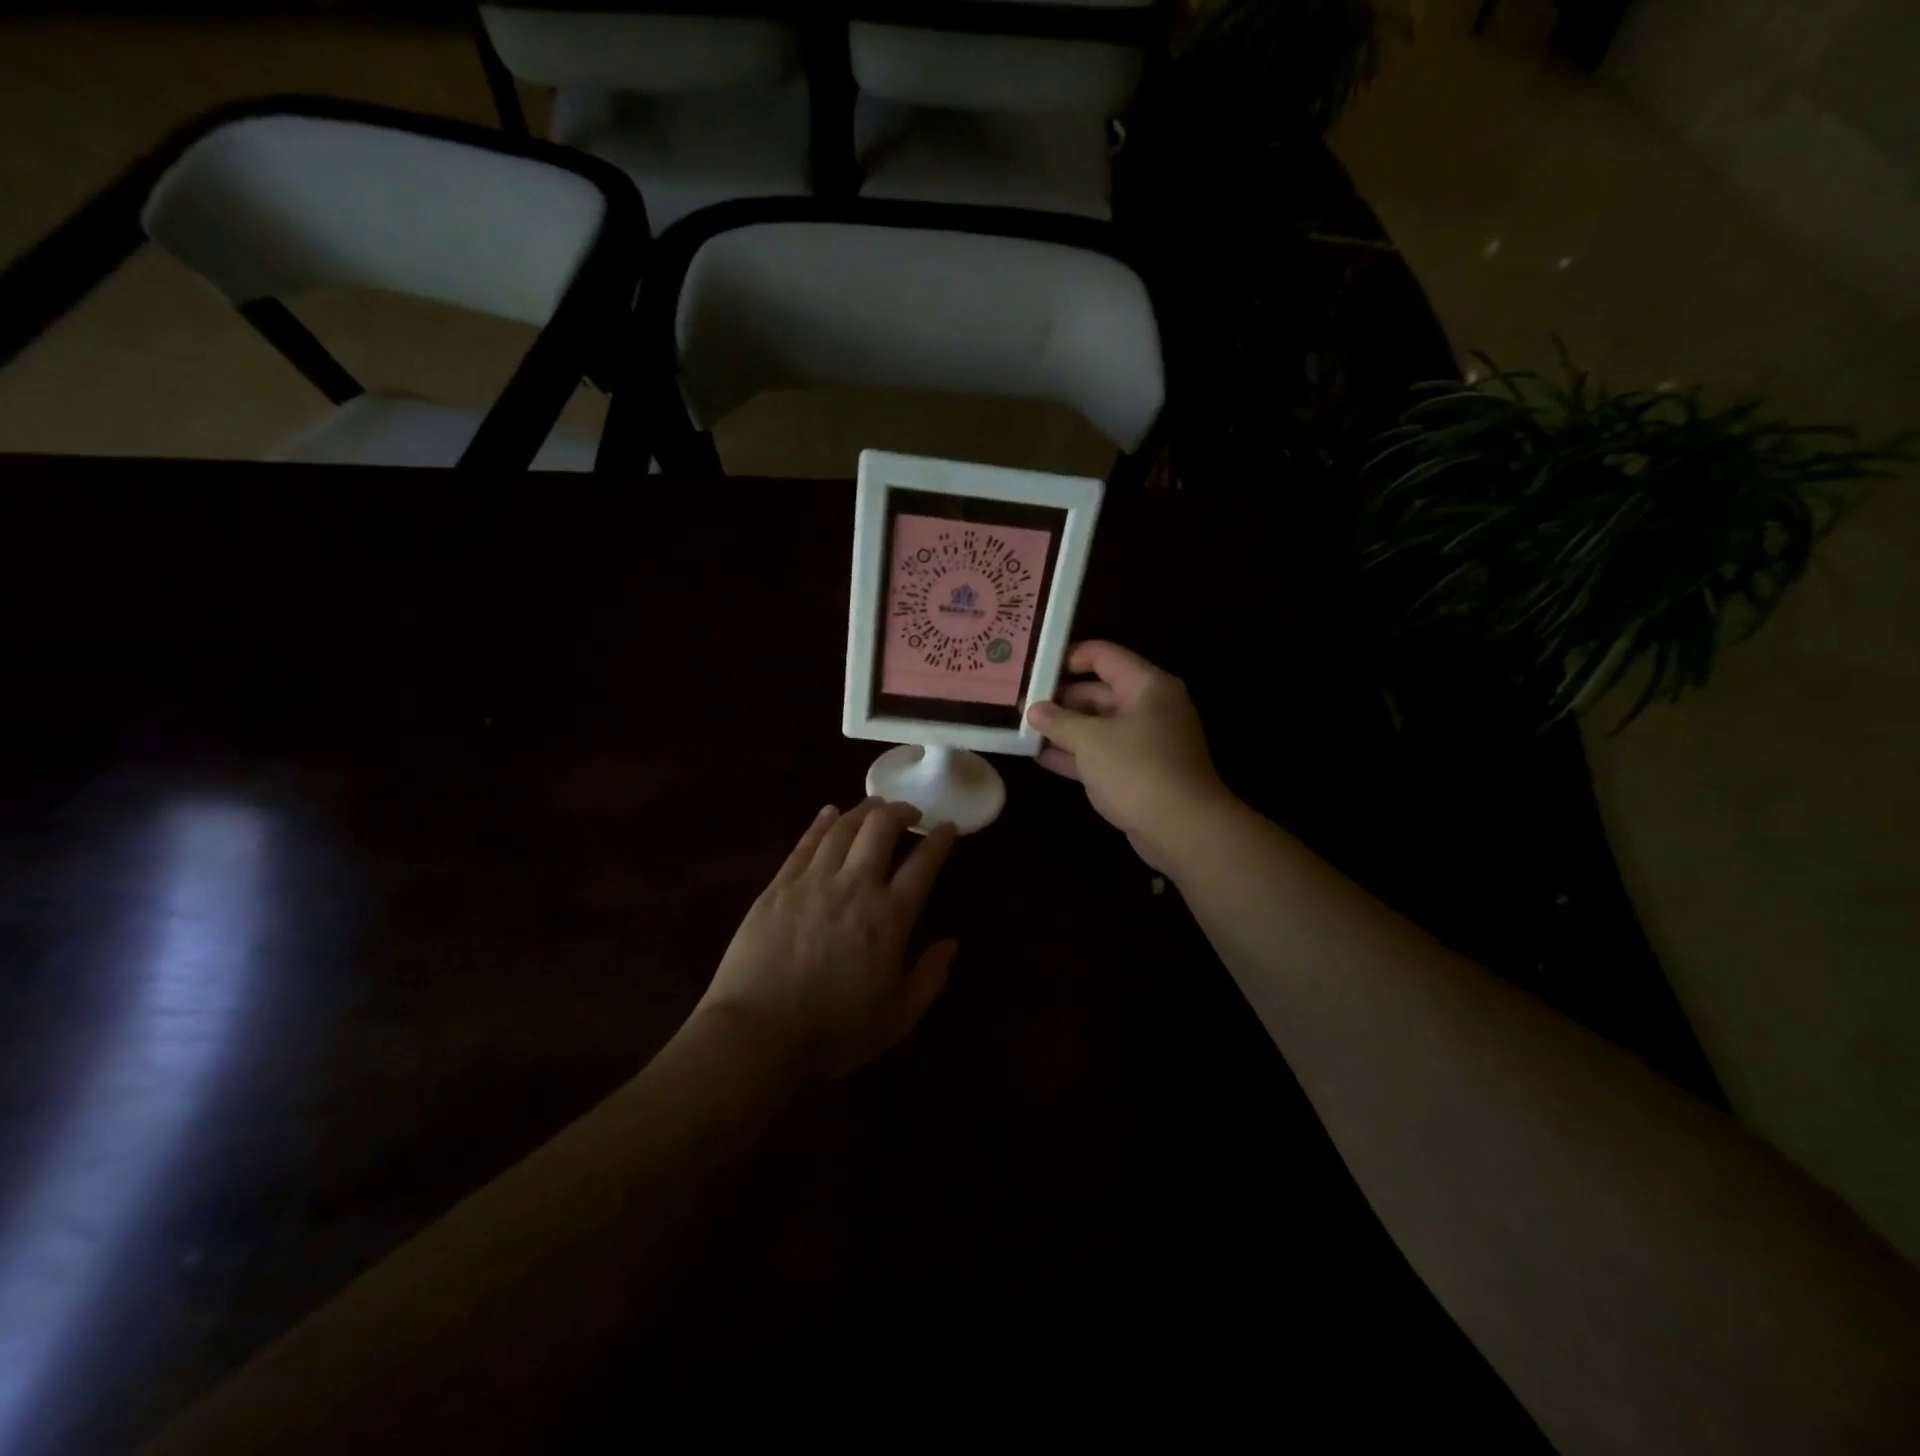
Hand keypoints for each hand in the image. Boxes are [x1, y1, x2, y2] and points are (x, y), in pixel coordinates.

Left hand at [696, 798, 958, 1083]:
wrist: (758, 1036)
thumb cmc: (834, 1033)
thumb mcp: (898, 1018)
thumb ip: (930, 977)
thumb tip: (951, 944)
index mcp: (890, 918)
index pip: (923, 864)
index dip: (940, 840)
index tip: (947, 827)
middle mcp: (855, 886)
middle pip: (881, 827)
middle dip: (901, 811)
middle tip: (909, 813)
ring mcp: (813, 881)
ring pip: (843, 827)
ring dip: (863, 810)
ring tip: (875, 807)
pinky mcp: (778, 886)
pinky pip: (804, 843)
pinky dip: (822, 823)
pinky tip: (829, 813)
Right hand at [1027, 641, 1235, 873]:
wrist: (1183, 829)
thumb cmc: (1137, 770)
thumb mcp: (1090, 741)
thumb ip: (1058, 721)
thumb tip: (1033, 709)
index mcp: (1146, 686)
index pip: (1103, 656)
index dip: (1067, 657)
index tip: (1034, 668)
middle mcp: (1150, 707)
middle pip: (1099, 691)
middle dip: (1060, 699)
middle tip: (1021, 705)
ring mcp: (1146, 741)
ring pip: (1099, 725)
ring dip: (1064, 729)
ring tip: (1024, 730)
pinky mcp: (1140, 772)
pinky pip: (1103, 753)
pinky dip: (1076, 754)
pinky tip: (1041, 757)